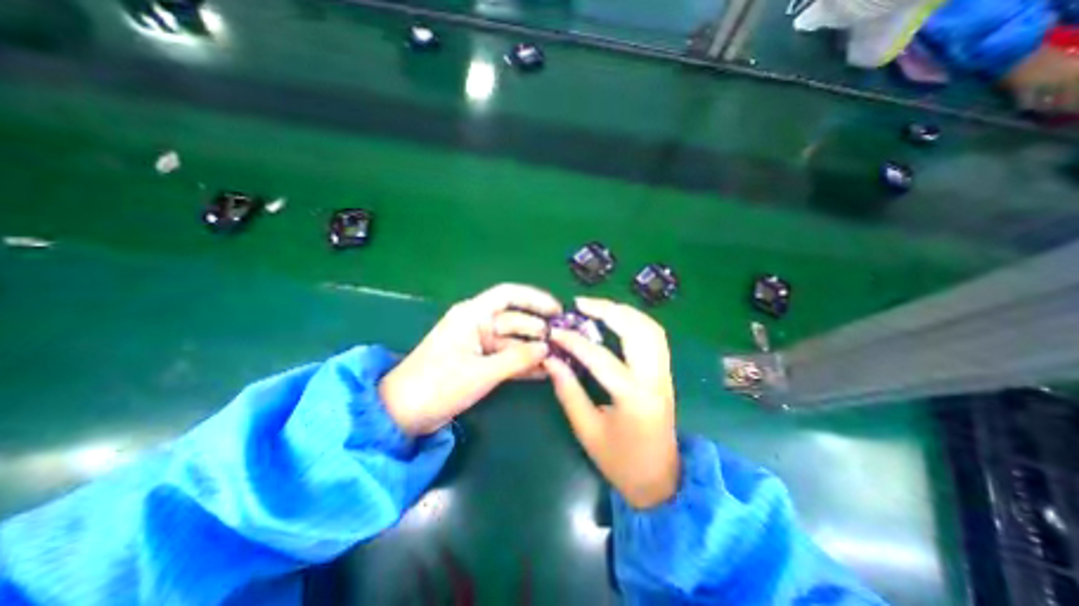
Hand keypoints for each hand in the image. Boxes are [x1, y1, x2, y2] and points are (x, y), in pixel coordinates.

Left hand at [377, 283, 559, 434]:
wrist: (404, 413)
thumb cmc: (438, 385)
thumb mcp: (481, 372)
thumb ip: (517, 359)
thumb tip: (547, 348)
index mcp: (472, 315)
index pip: (508, 295)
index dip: (535, 299)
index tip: (558, 310)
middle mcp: (478, 324)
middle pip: (515, 321)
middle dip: (539, 331)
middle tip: (565, 343)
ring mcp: (480, 344)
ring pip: (514, 341)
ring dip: (534, 349)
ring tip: (560, 357)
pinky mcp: (481, 362)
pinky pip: (508, 357)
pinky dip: (523, 363)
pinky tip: (544, 370)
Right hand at [545, 296, 675, 509]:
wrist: (661, 480)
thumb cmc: (620, 461)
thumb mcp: (587, 430)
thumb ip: (568, 391)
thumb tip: (551, 360)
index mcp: (633, 397)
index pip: (600, 358)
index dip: (574, 342)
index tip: (555, 332)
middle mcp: (654, 378)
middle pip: (636, 331)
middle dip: (608, 310)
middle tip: (581, 304)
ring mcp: (664, 373)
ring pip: (650, 328)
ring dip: (624, 312)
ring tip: (597, 307)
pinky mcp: (665, 373)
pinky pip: (655, 337)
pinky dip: (636, 321)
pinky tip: (618, 320)